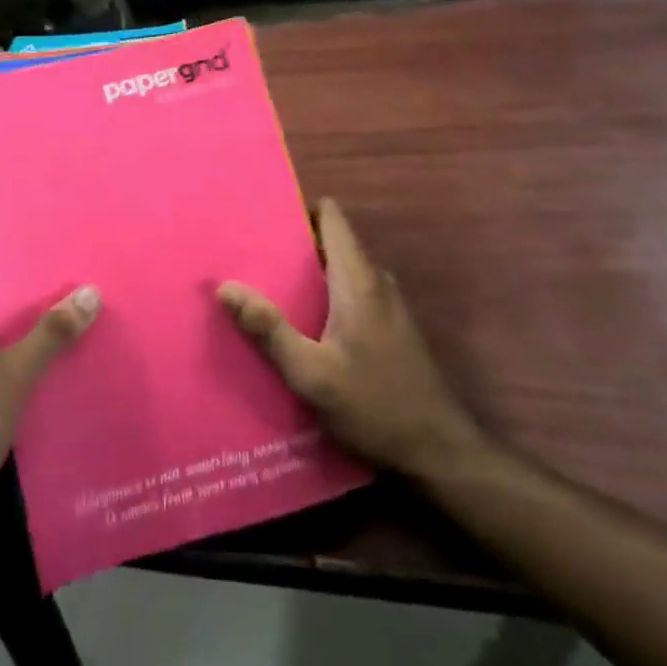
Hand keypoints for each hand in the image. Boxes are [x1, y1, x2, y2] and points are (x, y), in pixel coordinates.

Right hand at [218, 199, 483, 478]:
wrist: (441, 456)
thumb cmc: (375, 406)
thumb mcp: (311, 374)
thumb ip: (269, 330)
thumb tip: (225, 286)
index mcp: (357, 279)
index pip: (331, 216)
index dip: (299, 209)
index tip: (263, 218)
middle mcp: (375, 281)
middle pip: (331, 241)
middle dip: (293, 244)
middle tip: (251, 256)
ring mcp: (388, 305)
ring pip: (341, 269)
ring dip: (308, 273)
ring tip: (267, 286)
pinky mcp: (391, 329)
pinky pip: (351, 293)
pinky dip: (325, 295)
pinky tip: (301, 324)